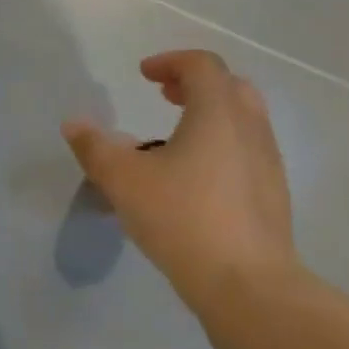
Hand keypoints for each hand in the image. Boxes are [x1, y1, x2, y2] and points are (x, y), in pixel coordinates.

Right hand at [62, 50, 297, 314]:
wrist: (249, 286)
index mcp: (218, 112)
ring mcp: (269, 163)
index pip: (202, 65)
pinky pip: (248, 152)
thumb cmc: (183, 219)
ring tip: (176, 138)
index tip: (144, 75)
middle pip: (230, 86)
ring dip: (211, 115)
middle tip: (165, 96)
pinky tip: (197, 179)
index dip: (171, 62)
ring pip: (243, 120)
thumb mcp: (124, 180)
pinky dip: (223, 145)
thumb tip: (74, 124)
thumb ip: (95, 147)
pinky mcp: (275, 196)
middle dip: (195, 84)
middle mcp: (250, 129)